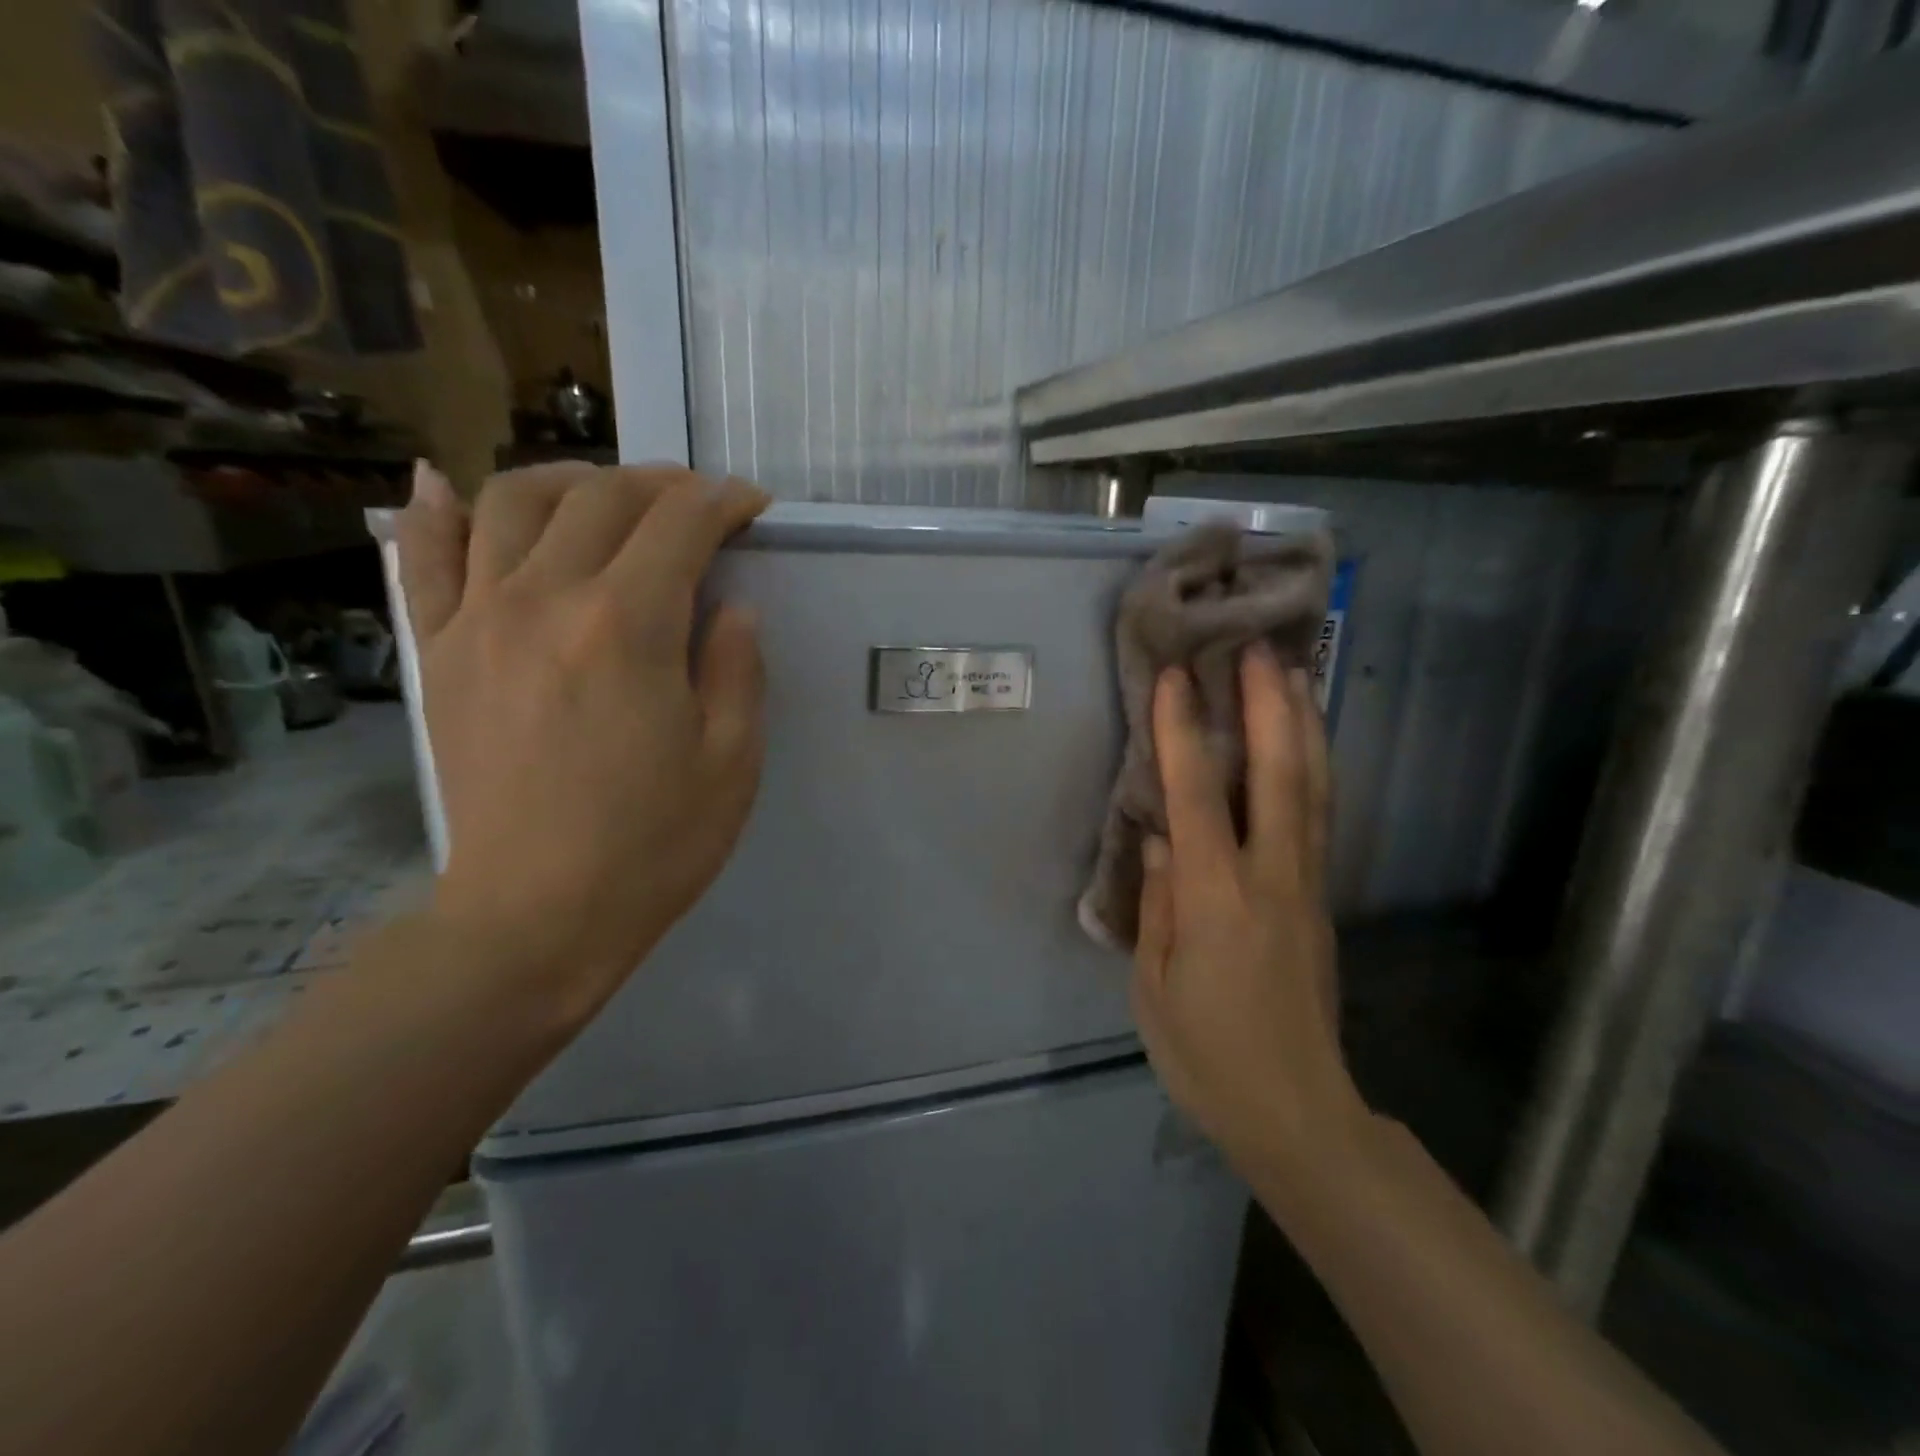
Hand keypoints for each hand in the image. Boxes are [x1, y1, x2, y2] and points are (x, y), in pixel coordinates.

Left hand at [395, 460, 769, 1029]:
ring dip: (571, 479)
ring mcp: (478, 620)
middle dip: (661, 484)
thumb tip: (732, 606)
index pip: (681, 525)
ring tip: (606, 494)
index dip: (724, 502)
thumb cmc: (653, 843)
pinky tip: (447, 484)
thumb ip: (737, 667)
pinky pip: (423, 558)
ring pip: (513, 501)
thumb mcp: (732, 759)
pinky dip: (435, 509)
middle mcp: (545, 599)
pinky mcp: (439, 652)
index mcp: (628, 626)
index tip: (752, 506)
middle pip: (602, 498)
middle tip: (697, 503)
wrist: (536, 916)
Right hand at [1132, 647, 1368, 1187]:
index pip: (1198, 799)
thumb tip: (1161, 836)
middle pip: (1279, 778)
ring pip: (1312, 792)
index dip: (1185, 735)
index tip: (1178, 679)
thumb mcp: (1156, 986)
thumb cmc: (1208, 1055)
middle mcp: (1272, 880)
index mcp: (1218, 901)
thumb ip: (1159, 903)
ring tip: (1296, 675)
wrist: (1297, 1113)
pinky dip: (1313, 770)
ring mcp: (1306, 888)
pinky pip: (1318, 820)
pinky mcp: (1320, 902)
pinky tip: (1305, 746)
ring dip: (1302, 728)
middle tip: (1261, 650)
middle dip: (1269, 708)